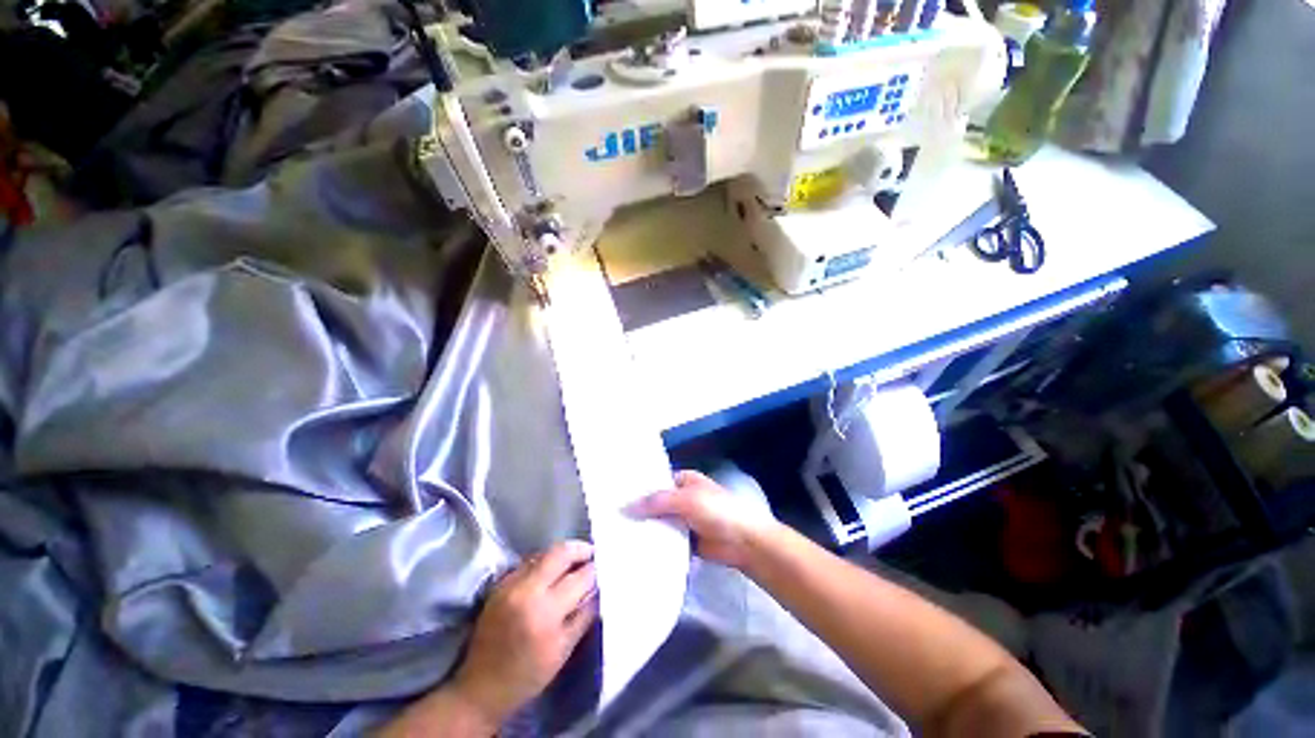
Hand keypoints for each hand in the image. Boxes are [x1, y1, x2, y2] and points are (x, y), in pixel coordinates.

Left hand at [451, 540, 598, 725]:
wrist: (481, 688)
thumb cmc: (528, 675)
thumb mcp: (563, 650)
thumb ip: (584, 615)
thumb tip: (597, 589)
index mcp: (546, 612)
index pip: (579, 578)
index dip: (594, 570)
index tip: (602, 568)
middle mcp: (527, 591)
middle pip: (560, 553)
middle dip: (580, 549)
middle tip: (591, 554)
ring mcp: (510, 584)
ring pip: (543, 553)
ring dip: (561, 554)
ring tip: (573, 562)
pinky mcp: (499, 585)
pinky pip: (527, 562)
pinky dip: (543, 562)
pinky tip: (550, 572)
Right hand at [627, 470, 777, 569]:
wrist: (744, 542)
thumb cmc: (717, 511)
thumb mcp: (686, 500)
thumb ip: (655, 502)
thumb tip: (624, 507)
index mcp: (684, 480)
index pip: (656, 482)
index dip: (638, 488)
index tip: (614, 495)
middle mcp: (682, 498)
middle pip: (656, 503)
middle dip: (638, 510)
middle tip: (609, 518)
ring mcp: (684, 521)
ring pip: (659, 523)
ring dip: (644, 528)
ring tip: (614, 535)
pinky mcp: (686, 541)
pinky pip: (666, 541)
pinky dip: (654, 544)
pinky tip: (633, 550)